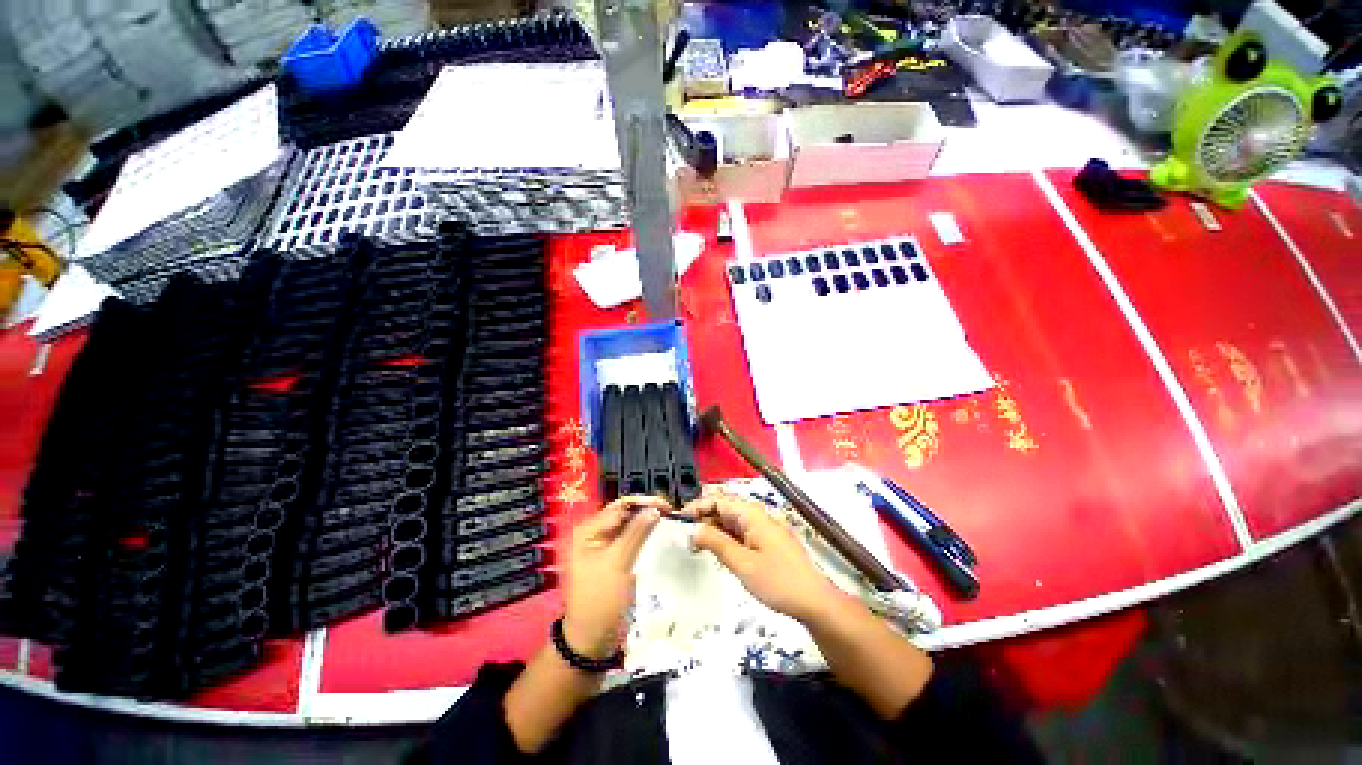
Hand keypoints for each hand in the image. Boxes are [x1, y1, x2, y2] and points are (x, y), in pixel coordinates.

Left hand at [561, 495, 666, 658]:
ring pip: (630, 526)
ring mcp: (605, 547)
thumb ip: (637, 533)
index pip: (620, 506)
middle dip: (647, 511)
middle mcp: (596, 534)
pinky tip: (660, 536)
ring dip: (648, 523)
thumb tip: (655, 509)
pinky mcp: (615, 559)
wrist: (591, 640)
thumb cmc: (600, 599)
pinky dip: (645, 536)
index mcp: (589, 530)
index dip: (644, 503)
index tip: (668, 507)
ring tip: (669, 522)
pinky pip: (632, 540)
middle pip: (625, 514)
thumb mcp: (618, 563)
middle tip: (672, 514)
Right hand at [684, 494, 839, 621]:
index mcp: (751, 515)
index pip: (718, 500)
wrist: (815, 601)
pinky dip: (726, 539)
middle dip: (703, 519)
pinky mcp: (768, 542)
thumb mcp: (742, 564)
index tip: (679, 521)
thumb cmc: (778, 581)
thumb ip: (716, 543)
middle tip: (685, 538)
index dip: (697, 506)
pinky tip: (718, 553)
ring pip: (732, 522)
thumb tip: (693, 529)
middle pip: (724, 509)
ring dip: (714, 530)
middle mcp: (757, 516)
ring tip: (696, 547)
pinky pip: (741, 533)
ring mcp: (763, 529)